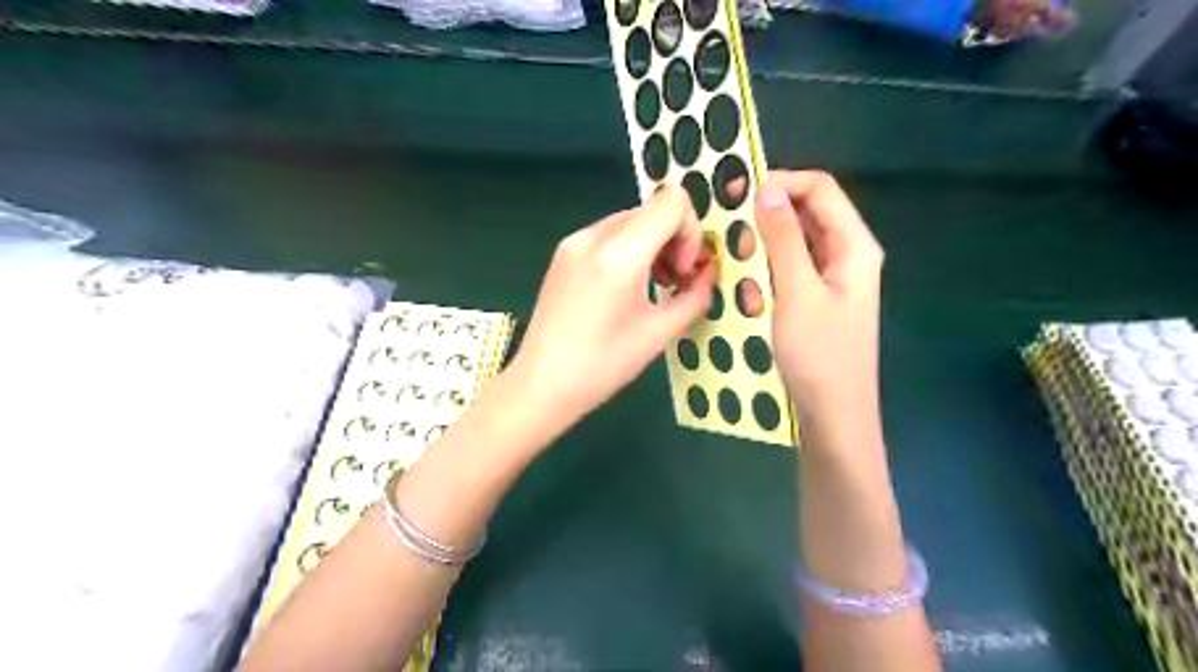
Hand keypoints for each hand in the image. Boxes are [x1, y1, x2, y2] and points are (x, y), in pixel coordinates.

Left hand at [510, 183, 715, 435]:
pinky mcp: (563, 252)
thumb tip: (709, 273)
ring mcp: (574, 241)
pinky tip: (627, 286)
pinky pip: (609, 235)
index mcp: (620, 254)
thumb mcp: (659, 333)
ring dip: (653, 245)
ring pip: (631, 221)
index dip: (691, 232)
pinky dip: (629, 250)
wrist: (541, 384)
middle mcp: (593, 236)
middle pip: (652, 210)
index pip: (672, 202)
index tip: (684, 271)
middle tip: (675, 281)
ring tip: (654, 284)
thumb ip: (694, 296)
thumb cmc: (603, 366)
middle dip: (674, 240)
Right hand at [737, 173, 881, 423]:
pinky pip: (789, 269)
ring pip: (794, 242)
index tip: (738, 194)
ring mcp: (831, 278)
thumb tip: (767, 189)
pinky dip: (766, 271)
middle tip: (726, 229)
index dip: (781, 182)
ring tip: (734, 265)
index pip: (820, 189)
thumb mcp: (797, 293)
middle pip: (807, 213)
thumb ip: (783, 239)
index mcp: (854, 245)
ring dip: (762, 247)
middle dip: (766, 216)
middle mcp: (846, 254)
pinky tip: (746, 290)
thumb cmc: (819, 356)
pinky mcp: (815, 298)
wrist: (834, 416)